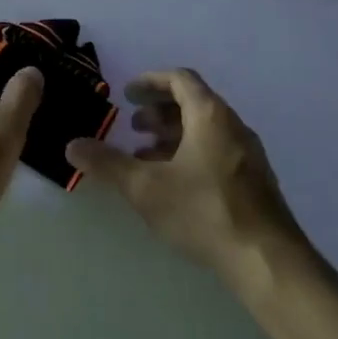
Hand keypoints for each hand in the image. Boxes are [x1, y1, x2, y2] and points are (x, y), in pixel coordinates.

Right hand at [66, 69, 306, 293]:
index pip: (180, 79)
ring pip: (205, 130)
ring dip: (173, 136)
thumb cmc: (203, 211)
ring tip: (146, 158)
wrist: (265, 258)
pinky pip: (217, 151)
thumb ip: (108, 164)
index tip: (126, 95)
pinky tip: (174, 184)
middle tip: (133, 127)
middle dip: (159, 112)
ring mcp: (248, 154)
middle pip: (194, 103)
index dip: (150, 82)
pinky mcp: (253, 180)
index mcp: (210, 115)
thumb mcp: (145, 187)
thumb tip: (72, 146)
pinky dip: (190, 154)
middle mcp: (233, 126)